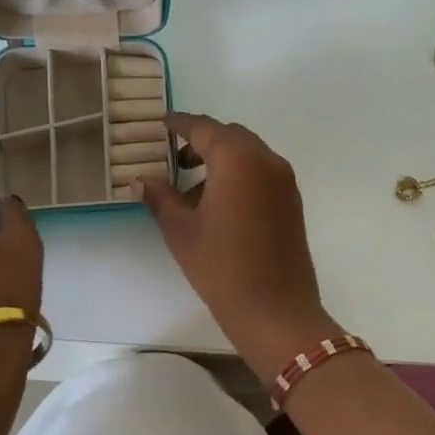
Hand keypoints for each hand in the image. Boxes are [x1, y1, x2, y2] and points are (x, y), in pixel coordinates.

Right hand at [138, 114, 340, 380]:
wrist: (275, 309)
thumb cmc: (221, 266)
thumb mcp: (181, 230)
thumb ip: (160, 197)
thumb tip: (142, 179)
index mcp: (237, 159)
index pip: (204, 128)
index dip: (180, 124)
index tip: (162, 124)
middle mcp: (266, 160)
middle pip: (230, 136)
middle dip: (202, 141)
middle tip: (175, 159)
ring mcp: (284, 182)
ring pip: (249, 155)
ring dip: (222, 161)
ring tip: (192, 190)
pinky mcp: (292, 203)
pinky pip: (262, 174)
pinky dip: (240, 176)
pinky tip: (219, 205)